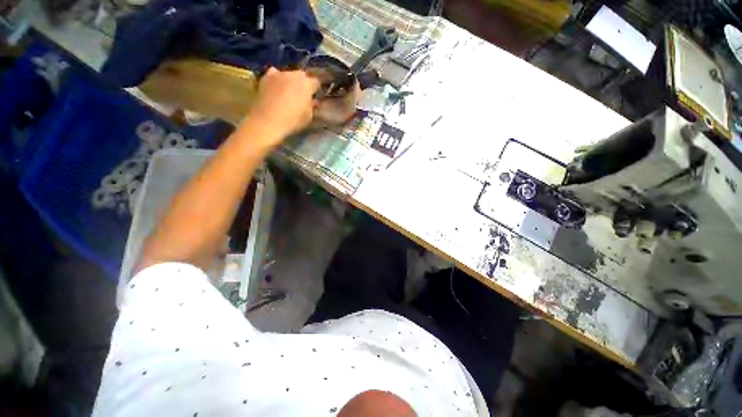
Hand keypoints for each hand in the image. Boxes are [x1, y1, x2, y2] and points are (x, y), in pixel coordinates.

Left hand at [243, 67, 319, 143]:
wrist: (268, 121)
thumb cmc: (293, 120)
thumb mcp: (308, 117)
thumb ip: (312, 106)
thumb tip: (314, 101)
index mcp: (307, 84)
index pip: (316, 82)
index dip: (316, 89)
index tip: (315, 96)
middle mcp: (293, 75)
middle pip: (301, 75)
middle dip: (303, 83)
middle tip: (302, 94)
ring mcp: (278, 74)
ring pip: (288, 74)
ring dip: (290, 81)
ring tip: (288, 91)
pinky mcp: (265, 78)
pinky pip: (274, 74)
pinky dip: (276, 79)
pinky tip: (276, 87)